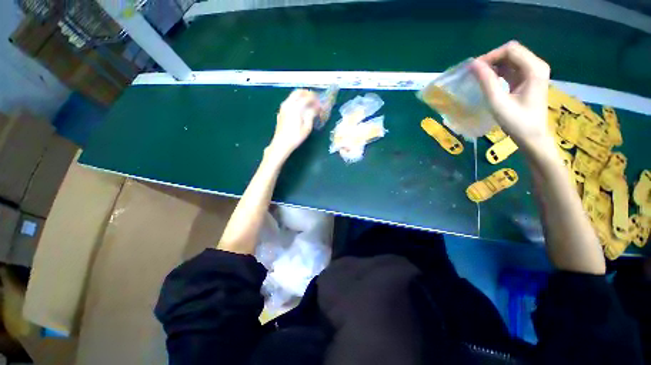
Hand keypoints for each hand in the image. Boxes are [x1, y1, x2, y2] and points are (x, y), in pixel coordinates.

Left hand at [267, 89, 320, 160]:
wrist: (281, 144)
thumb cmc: (295, 137)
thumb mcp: (307, 127)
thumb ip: (311, 114)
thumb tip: (317, 107)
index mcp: (295, 107)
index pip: (307, 97)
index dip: (315, 99)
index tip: (320, 102)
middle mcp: (288, 104)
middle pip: (298, 92)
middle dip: (308, 93)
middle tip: (315, 99)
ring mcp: (283, 107)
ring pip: (293, 96)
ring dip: (302, 97)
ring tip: (309, 104)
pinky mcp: (281, 111)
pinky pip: (290, 101)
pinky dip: (296, 101)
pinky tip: (301, 109)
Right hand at [471, 41, 552, 153]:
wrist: (532, 137)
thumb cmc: (517, 122)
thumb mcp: (498, 102)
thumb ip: (486, 81)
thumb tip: (473, 65)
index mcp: (534, 69)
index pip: (510, 50)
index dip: (490, 56)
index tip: (474, 69)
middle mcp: (536, 66)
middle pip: (512, 52)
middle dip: (491, 59)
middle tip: (475, 73)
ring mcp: (533, 72)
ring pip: (511, 59)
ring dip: (494, 65)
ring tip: (479, 77)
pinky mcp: (528, 79)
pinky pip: (511, 68)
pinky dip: (499, 71)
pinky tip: (489, 80)